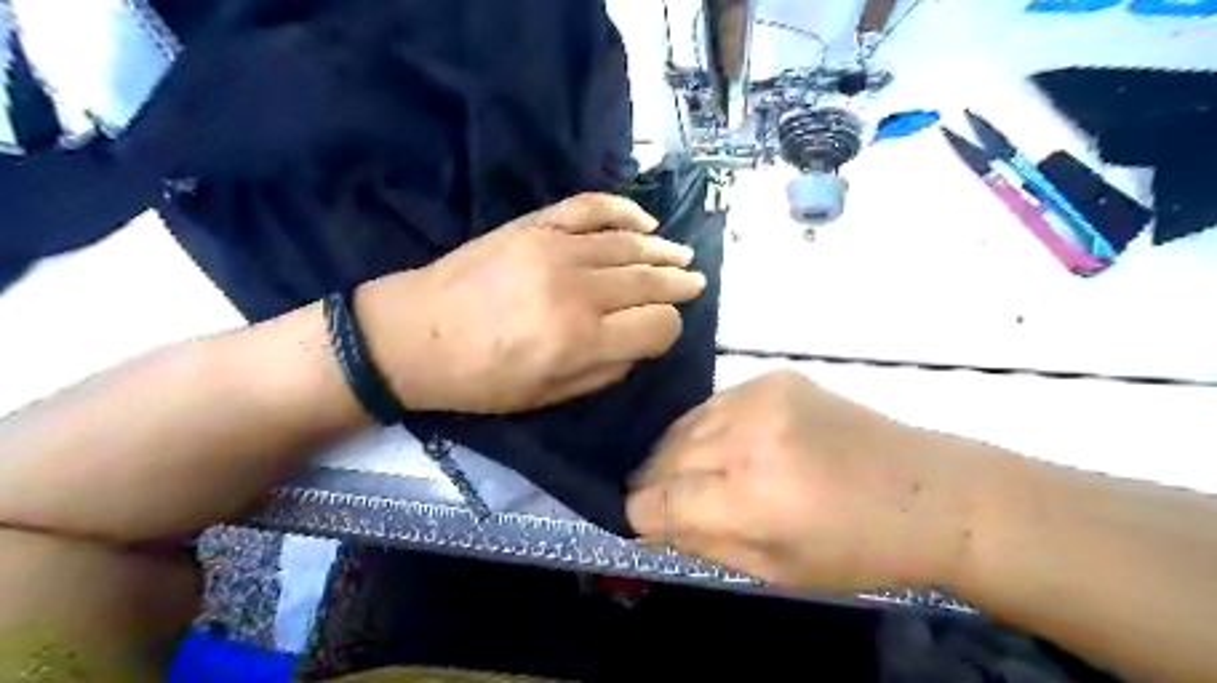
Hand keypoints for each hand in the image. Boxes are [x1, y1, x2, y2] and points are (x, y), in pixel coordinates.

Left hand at [357, 196, 709, 413]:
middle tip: (695, 282)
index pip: (657, 326)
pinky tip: (644, 222)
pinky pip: (591, 208)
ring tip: (681, 256)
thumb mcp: (547, 397)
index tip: (663, 331)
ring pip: (629, 244)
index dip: (669, 329)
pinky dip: (623, 210)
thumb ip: (604, 371)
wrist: (413, 335)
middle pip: (650, 281)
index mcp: (581, 340)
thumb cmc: (479, 379)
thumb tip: (638, 343)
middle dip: (679, 284)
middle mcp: (577, 289)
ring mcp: (555, 249)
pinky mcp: (535, 225)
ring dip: (662, 251)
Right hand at [626, 371, 986, 593]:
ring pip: (685, 425)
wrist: (927, 490)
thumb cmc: (856, 548)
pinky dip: (705, 427)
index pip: (661, 500)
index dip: (640, 513)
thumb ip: (703, 543)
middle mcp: (749, 437)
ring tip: (679, 472)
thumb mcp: (775, 570)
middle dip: (651, 482)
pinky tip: (717, 444)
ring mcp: (762, 397)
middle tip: (652, 497)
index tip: (635, 519)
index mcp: (752, 497)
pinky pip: (714, 404)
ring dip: (674, 452)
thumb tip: (651, 524)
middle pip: (666, 457)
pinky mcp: (774, 376)